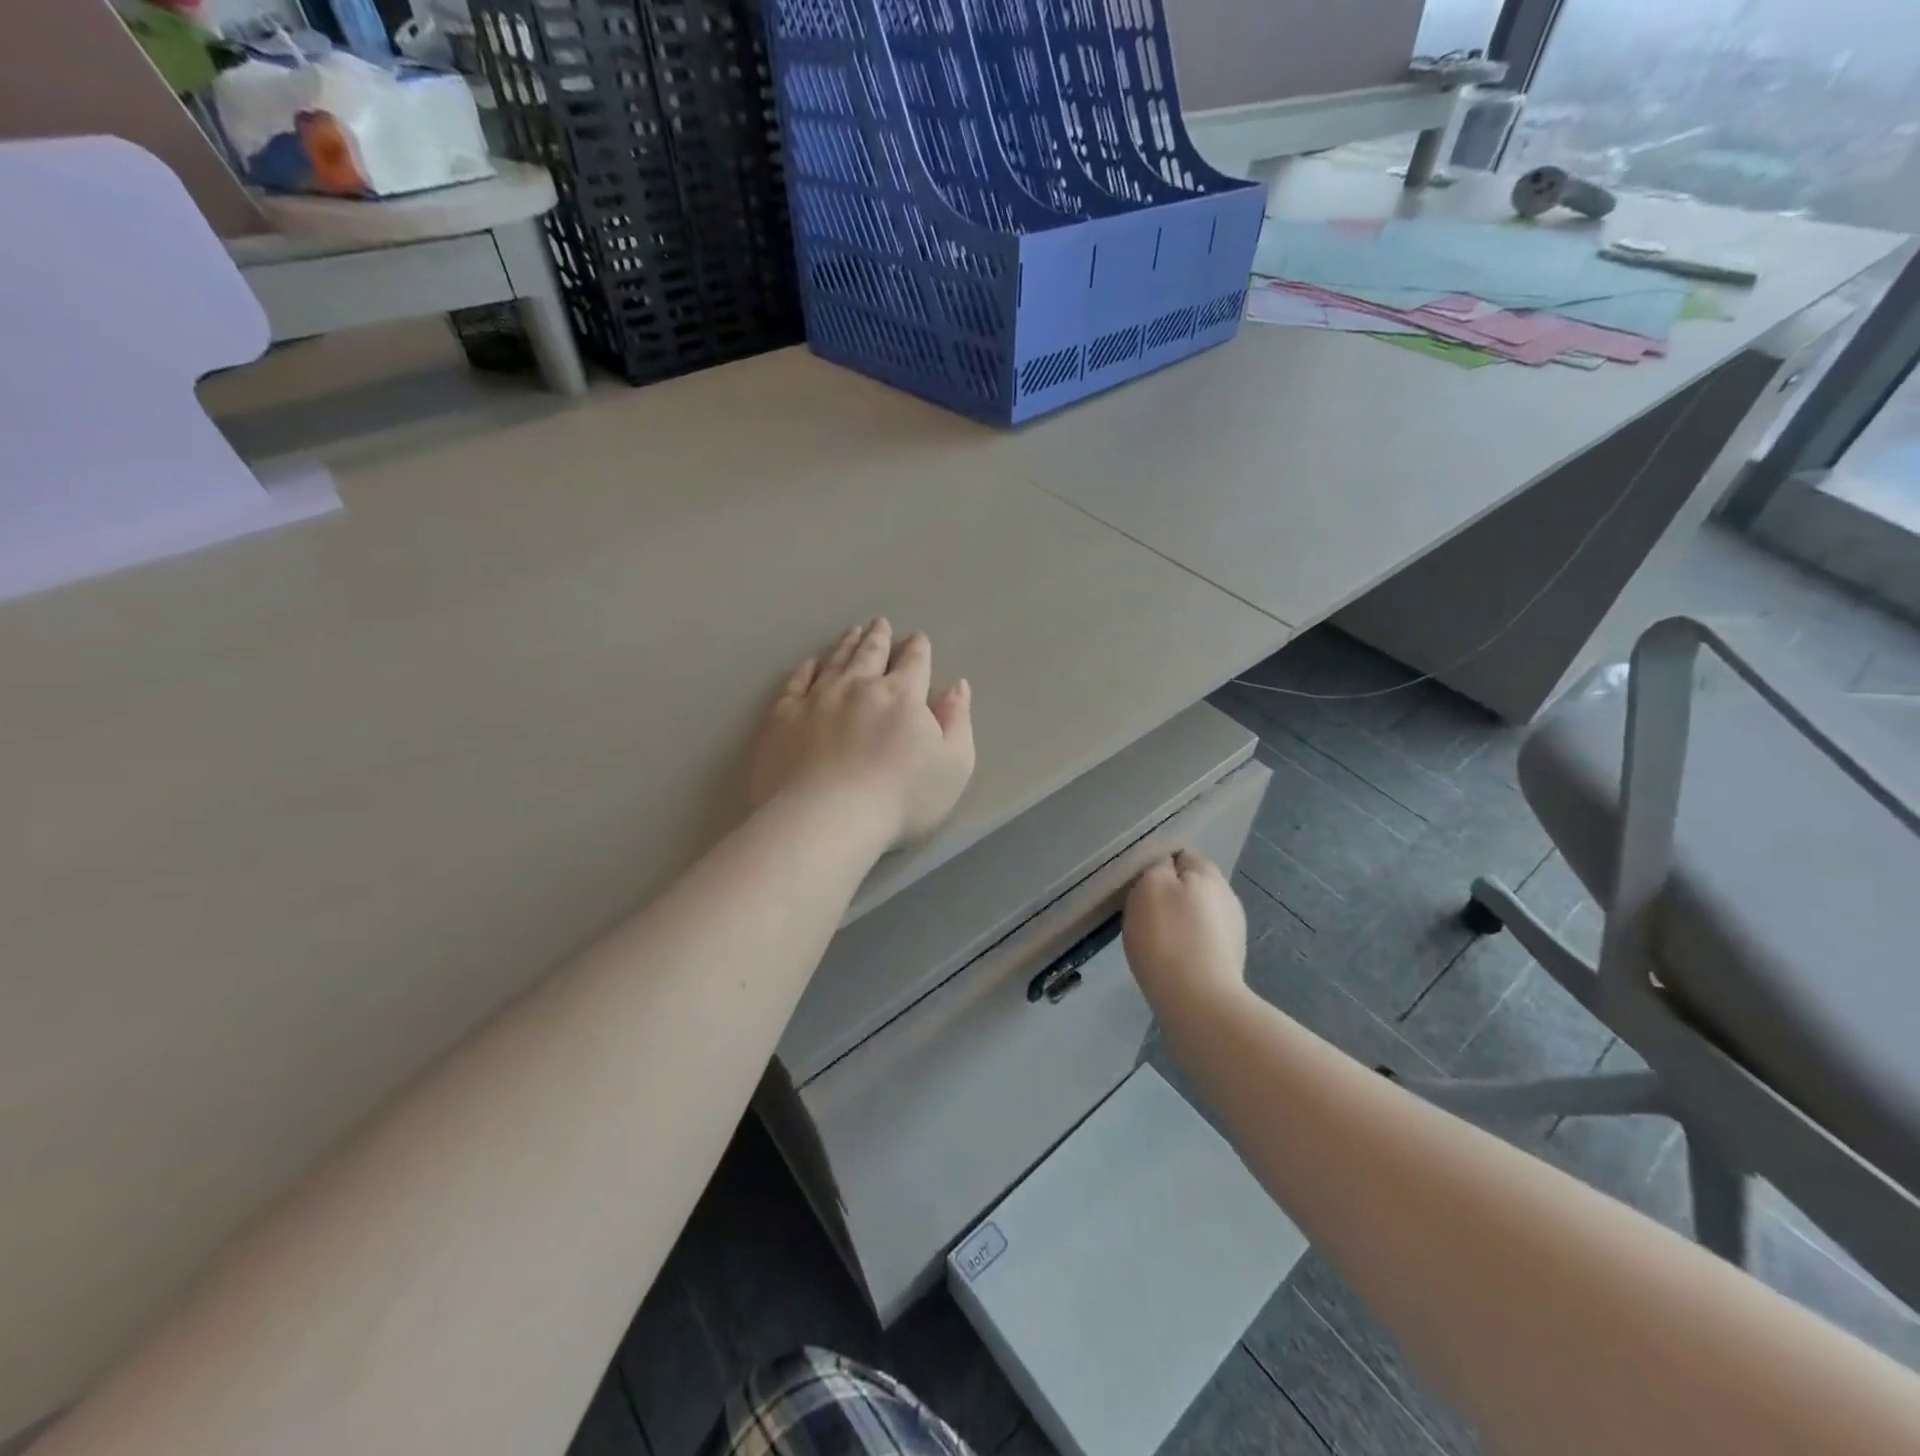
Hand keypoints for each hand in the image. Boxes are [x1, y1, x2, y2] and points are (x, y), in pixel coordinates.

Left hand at [751, 618, 975, 849]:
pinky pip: (795, 683)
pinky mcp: (783, 717)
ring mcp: (817, 698)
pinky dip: (805, 670)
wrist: (826, 818)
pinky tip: (810, 664)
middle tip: (880, 623)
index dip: (917, 649)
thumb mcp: (953, 765)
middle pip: (871, 653)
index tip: (917, 638)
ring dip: (846, 645)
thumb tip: (957, 686)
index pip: (914, 662)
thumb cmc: (901, 799)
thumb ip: (957, 722)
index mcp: (902, 695)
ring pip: (835, 661)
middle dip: (879, 637)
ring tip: (852, 632)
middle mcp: (859, 686)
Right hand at [1123, 850, 1247, 1012]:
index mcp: (1208, 874)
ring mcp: (1232, 931)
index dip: (1158, 865)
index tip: (1139, 884)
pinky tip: (1170, 961)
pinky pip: (1201, 942)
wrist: (1198, 1003)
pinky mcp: (1229, 961)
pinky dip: (1186, 946)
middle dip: (1169, 895)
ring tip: (1155, 940)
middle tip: (1142, 913)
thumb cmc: (1167, 937)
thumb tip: (1166, 866)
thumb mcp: (1150, 887)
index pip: (1182, 855)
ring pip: (1197, 915)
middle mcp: (1227, 897)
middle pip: (1191, 886)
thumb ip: (1158, 867)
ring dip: (1179, 922)